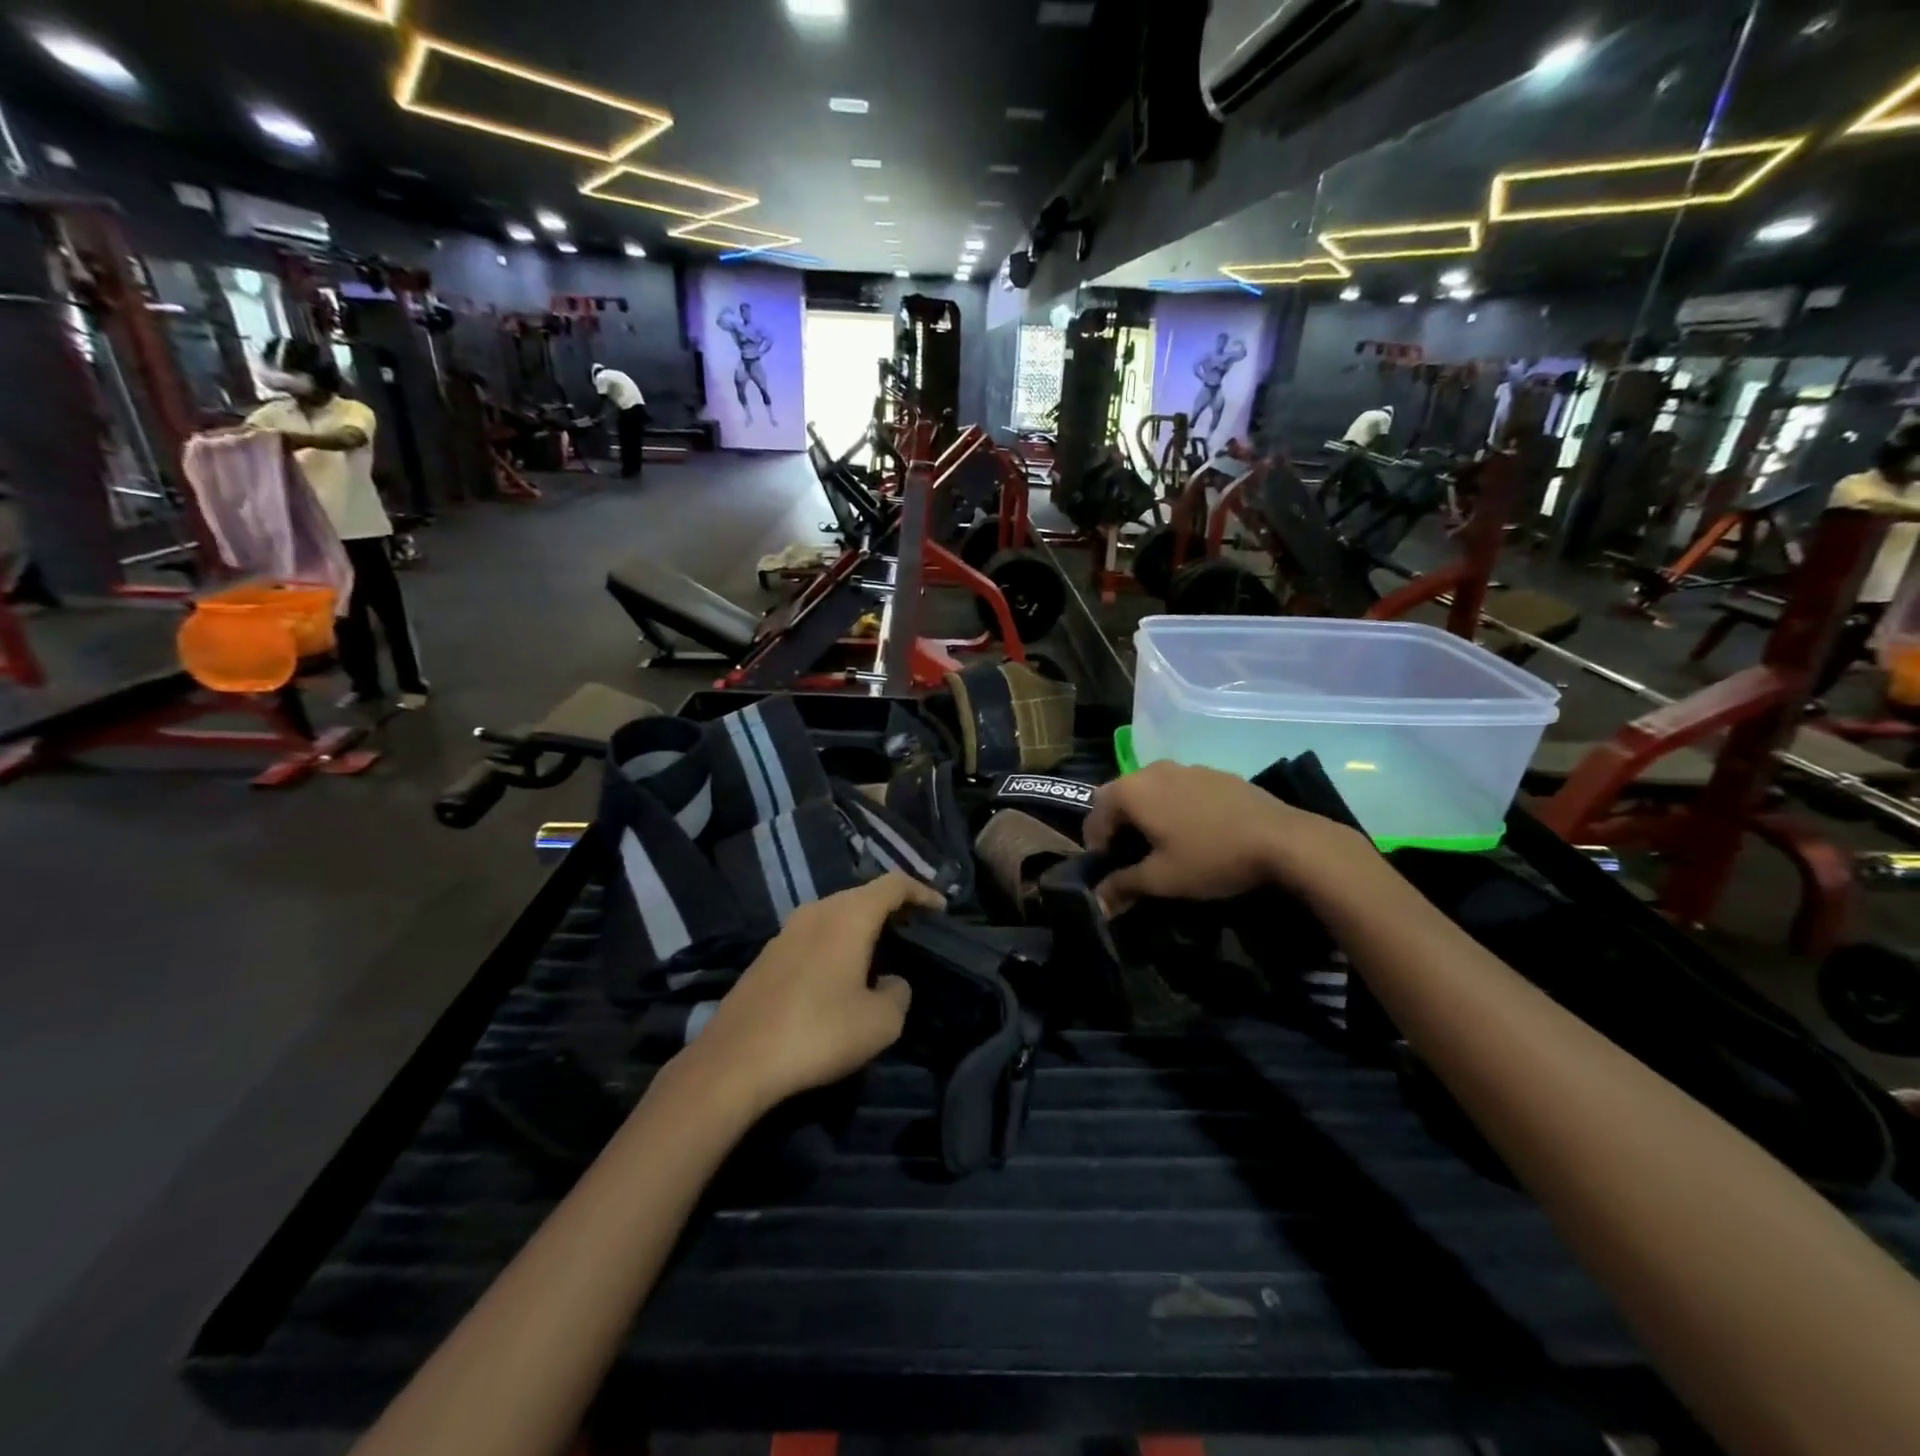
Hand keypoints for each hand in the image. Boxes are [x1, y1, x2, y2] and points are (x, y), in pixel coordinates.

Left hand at [688, 874, 944, 1111]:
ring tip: (880, 953)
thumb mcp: (881, 1022)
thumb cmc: (818, 1033)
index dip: (922, 891)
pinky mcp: (767, 956)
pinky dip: (835, 944)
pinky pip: (813, 936)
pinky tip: (839, 976)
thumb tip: (890, 982)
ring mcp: (786, 932)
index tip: (941, 909)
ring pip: (835, 915)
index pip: (894, 884)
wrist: (736, 1061)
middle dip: (891, 908)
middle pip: (862, 895)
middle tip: (914, 931)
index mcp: (848, 916)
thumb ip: (898, 993)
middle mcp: (816, 911)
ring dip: (860, 927)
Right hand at [1084, 761, 1371, 911]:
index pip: (1095, 815)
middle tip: (1133, 859)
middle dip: (1120, 827)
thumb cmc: (1210, 857)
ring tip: (1165, 845)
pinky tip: (1196, 832)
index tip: (1110, 871)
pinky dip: (1175, 807)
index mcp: (1132, 790)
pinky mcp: (1215, 772)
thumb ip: (1123, 886)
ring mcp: (1186, 767)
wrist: (1283, 840)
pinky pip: (1180, 789)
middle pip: (1121, 798)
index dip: (1096, 846)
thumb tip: (1097, 901)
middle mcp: (1153, 770)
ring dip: (1148, 815)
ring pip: (1152, 791)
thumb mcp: (1162, 879)